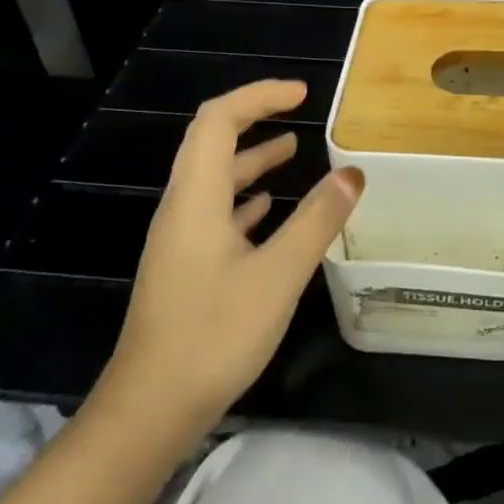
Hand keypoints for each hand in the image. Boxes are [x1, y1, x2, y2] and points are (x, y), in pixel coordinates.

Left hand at [94, 80, 363, 438]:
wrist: (150, 410)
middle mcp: (182, 208)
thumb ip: (317, 220)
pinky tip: (269, 208)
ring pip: (215, 179)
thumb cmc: (214, 335)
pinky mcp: (185, 267)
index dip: (258, 96)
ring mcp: (180, 239)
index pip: (218, 120)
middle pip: (211, 142)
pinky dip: (245, 197)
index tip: (302, 94)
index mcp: (196, 198)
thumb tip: (353, 174)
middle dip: (254, 118)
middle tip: (299, 110)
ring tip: (294, 150)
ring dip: (252, 157)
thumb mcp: (279, 275)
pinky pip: (215, 211)